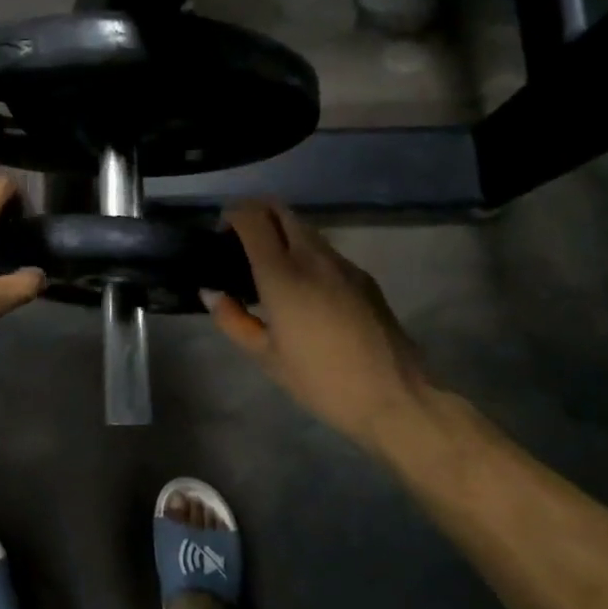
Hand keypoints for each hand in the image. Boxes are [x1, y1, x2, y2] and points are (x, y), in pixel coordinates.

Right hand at [207, 201, 435, 446]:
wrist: (395, 397)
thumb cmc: (321, 381)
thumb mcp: (266, 358)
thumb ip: (233, 320)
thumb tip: (212, 293)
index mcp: (282, 274)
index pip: (253, 218)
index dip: (232, 215)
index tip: (221, 233)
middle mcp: (312, 257)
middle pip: (280, 211)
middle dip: (256, 214)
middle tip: (241, 243)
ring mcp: (342, 264)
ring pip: (304, 229)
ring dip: (281, 234)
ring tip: (269, 268)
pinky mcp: (363, 277)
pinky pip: (324, 251)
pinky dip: (304, 254)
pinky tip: (303, 290)